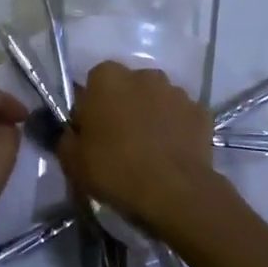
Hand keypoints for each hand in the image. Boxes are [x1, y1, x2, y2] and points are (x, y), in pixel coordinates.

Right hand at [57, 61, 217, 233]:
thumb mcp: (73, 160)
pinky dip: (176, 129)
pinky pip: (181, 117)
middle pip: (127, 88)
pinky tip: (172, 154)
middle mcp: (143, 74)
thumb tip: (71, 132)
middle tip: (119, 142)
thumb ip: (66, 138)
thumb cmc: (116, 169)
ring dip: (151, 116)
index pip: (93, 84)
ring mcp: (176, 91)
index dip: (91, 109)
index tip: (92, 134)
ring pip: (156, 100)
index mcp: (107, 77)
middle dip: (123, 107)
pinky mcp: (201, 111)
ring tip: (150, 151)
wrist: (174, 192)